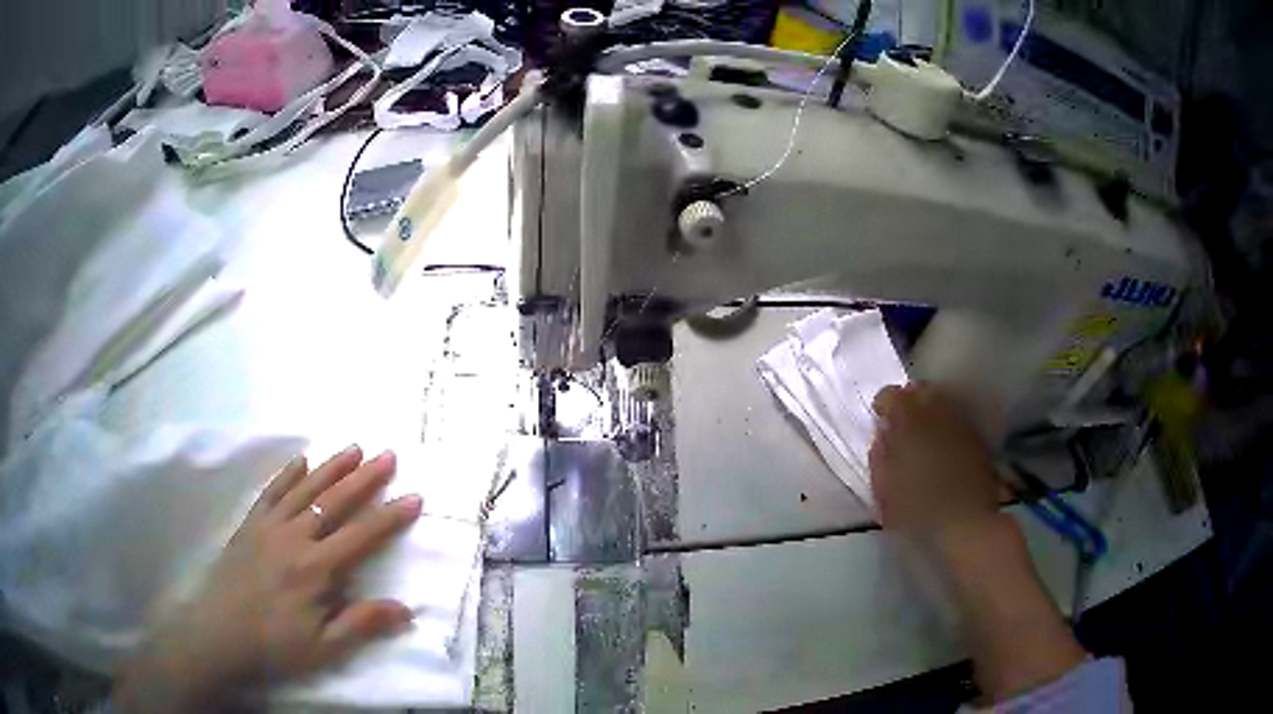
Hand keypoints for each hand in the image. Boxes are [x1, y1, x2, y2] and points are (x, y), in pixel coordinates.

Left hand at [113, 446, 422, 712]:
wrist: (218, 635)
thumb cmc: (274, 646)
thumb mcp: (324, 648)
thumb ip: (361, 624)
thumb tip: (406, 608)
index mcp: (315, 570)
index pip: (360, 536)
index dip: (389, 517)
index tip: (413, 496)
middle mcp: (293, 538)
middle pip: (333, 503)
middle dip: (364, 479)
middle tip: (388, 455)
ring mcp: (268, 527)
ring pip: (304, 490)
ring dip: (330, 468)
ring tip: (354, 448)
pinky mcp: (249, 525)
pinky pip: (271, 492)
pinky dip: (287, 474)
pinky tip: (301, 460)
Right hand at [869, 383, 999, 532]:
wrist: (965, 521)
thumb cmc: (917, 508)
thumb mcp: (884, 488)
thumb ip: (879, 455)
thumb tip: (883, 434)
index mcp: (908, 421)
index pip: (890, 395)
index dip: (882, 406)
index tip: (880, 421)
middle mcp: (936, 412)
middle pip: (920, 390)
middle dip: (908, 401)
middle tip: (901, 423)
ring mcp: (959, 422)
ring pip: (941, 400)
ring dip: (929, 411)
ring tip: (922, 433)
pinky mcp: (976, 436)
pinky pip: (957, 418)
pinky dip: (946, 425)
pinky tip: (943, 446)